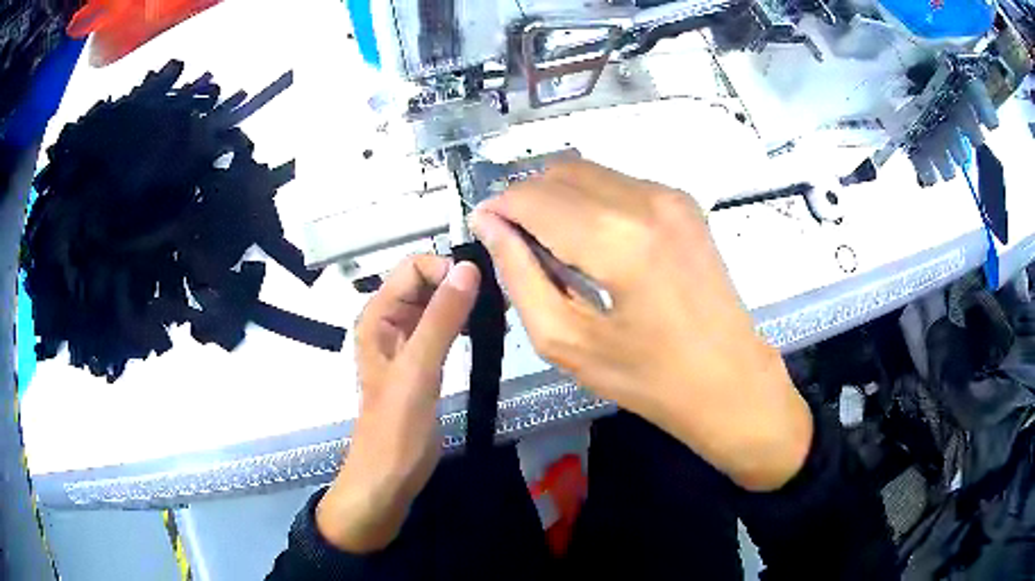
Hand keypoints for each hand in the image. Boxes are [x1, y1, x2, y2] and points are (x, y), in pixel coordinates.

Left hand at [316, 256, 479, 551]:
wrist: (388, 477)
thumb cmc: (396, 428)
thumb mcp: (418, 371)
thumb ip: (442, 318)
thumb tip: (469, 268)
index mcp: (377, 315)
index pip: (413, 267)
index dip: (446, 269)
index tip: (483, 288)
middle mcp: (388, 321)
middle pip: (426, 282)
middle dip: (460, 285)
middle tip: (498, 304)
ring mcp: (405, 342)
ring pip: (436, 304)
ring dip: (464, 304)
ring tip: (497, 317)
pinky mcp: (421, 361)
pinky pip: (442, 328)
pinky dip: (463, 325)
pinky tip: (484, 334)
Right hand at [470, 161, 811, 491]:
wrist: (731, 380)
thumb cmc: (650, 379)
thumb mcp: (569, 342)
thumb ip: (520, 277)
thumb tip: (490, 225)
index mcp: (619, 239)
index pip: (534, 197)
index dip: (499, 209)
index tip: (483, 231)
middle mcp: (647, 200)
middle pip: (559, 173)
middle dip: (526, 201)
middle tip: (516, 245)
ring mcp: (670, 196)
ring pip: (587, 172)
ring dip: (557, 199)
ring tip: (552, 247)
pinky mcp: (683, 202)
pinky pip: (616, 183)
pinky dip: (589, 201)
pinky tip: (591, 242)